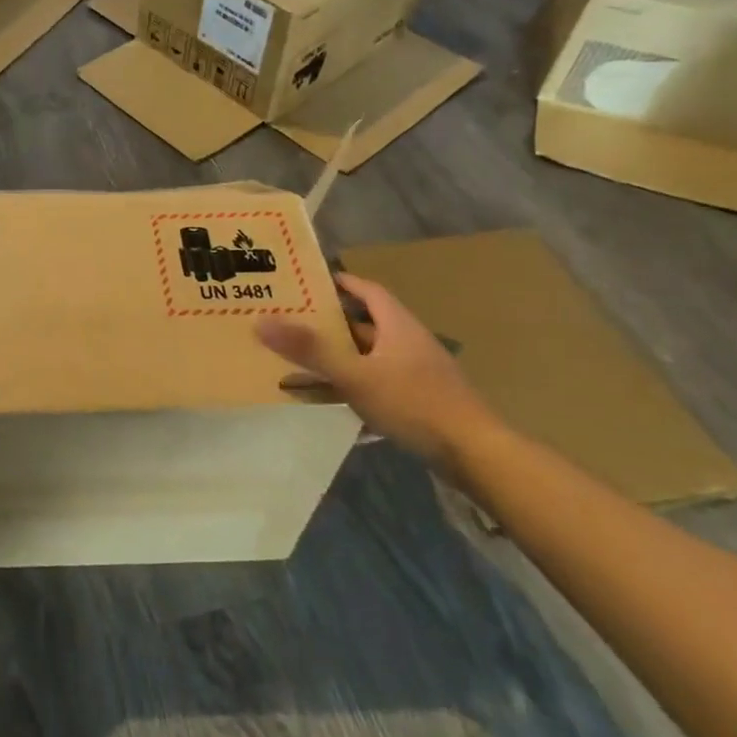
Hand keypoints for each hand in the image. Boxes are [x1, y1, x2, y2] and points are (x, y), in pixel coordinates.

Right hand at [256, 272, 500, 470]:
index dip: (341, 283)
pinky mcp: (418, 401)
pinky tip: (329, 399)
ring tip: (300, 359)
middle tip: (293, 320)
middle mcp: (407, 343)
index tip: (310, 281)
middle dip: (330, 323)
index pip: (367, 290)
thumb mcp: (356, 375)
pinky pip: (375, 383)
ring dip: (338, 357)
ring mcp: (415, 373)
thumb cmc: (415, 403)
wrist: (476, 455)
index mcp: (397, 325)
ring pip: (367, 357)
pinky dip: (351, 386)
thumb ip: (310, 350)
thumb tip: (261, 321)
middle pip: (365, 324)